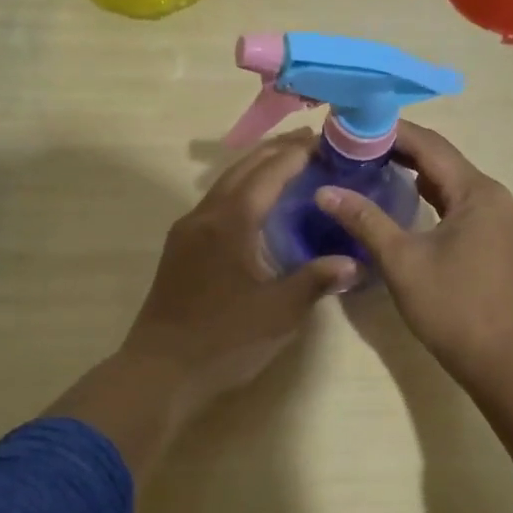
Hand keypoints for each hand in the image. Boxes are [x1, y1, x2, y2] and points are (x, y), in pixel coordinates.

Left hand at [49, 131, 355, 476]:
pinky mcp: (180, 250)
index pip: (268, 173)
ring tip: (287, 165)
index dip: (296, 154)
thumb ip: (315, 281)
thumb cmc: (223, 339)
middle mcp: (204, 216)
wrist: (160, 372)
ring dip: (255, 169)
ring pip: (225, 185)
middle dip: (275, 151)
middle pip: (242, 169)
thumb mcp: (278, 312)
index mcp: (230, 222)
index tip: (324, 140)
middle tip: (310, 142)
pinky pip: (215, 204)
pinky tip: (256, 206)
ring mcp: (187, 232)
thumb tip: (353, 262)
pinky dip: (241, 191)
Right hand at [317, 122, 512, 385]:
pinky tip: (408, 201)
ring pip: (455, 184)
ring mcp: (505, 220)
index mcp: (479, 193)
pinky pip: (464, 206)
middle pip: (444, 161)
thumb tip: (324, 191)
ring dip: (417, 174)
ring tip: (372, 166)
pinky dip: (435, 198)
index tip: (352, 126)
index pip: (430, 145)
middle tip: (355, 147)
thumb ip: (364, 219)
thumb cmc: (452, 309)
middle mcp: (498, 197)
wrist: (504, 362)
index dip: (390, 132)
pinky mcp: (503, 240)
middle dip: (400, 151)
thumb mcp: (402, 261)